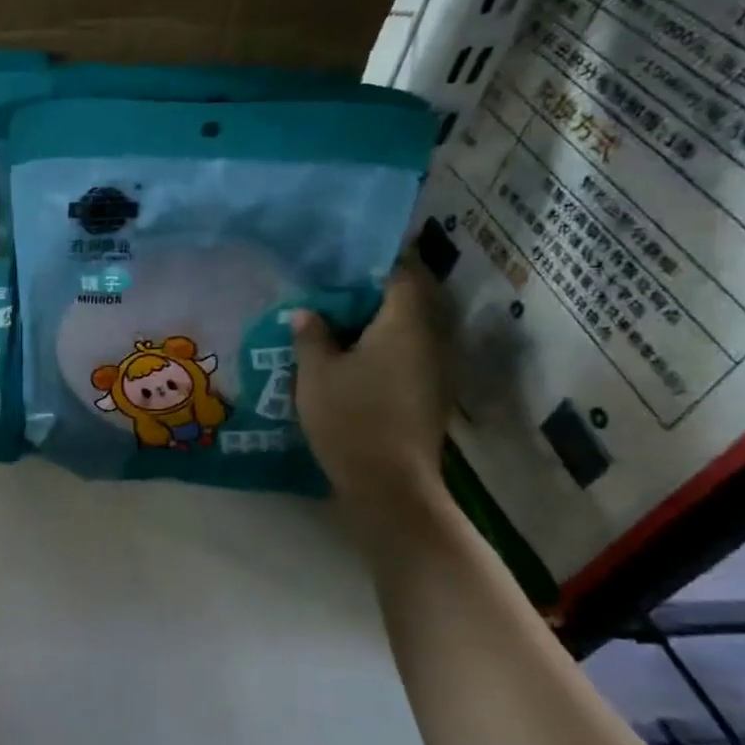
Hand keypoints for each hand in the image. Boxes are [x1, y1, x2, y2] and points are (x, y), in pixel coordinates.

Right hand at [287, 260, 450, 511]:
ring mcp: (437, 368)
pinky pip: (411, 353)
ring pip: (411, 328)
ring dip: (381, 321)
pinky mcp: (432, 393)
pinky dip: (386, 346)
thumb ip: (312, 335)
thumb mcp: (316, 373)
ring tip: (340, 323)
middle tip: (336, 291)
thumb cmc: (350, 418)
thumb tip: (307, 312)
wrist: (390, 484)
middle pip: (411, 299)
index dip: (377, 262)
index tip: (346, 261)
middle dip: (376, 291)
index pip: (403, 272)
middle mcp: (432, 338)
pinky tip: (355, 358)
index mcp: (405, 323)